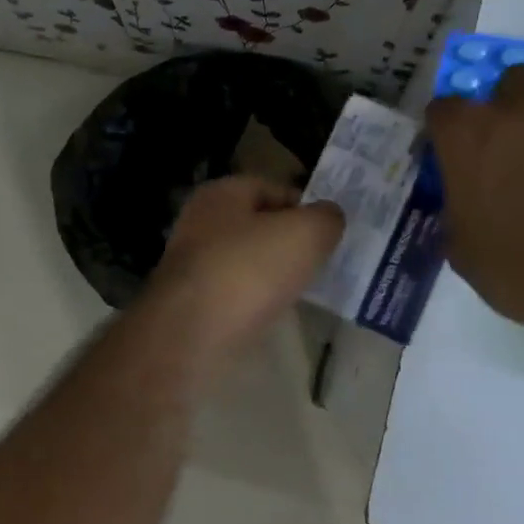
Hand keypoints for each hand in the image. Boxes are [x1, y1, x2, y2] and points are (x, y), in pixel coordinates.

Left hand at [143, 176, 343, 361]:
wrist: (191, 335)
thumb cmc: (248, 270)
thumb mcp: (305, 233)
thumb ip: (325, 218)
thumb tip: (328, 218)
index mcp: (220, 193)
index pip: (272, 188)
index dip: (305, 205)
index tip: (331, 232)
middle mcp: (200, 223)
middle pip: (258, 226)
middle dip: (290, 242)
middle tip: (323, 261)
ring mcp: (193, 265)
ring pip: (247, 262)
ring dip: (274, 274)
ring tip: (305, 289)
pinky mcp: (192, 304)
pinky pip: (236, 294)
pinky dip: (256, 301)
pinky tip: (275, 313)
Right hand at [424, 66, 523, 335]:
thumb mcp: (465, 251)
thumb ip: (458, 212)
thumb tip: (466, 203)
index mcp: (468, 135)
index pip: (442, 110)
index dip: (446, 134)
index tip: (452, 158)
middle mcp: (519, 108)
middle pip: (507, 84)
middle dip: (506, 108)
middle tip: (510, 150)